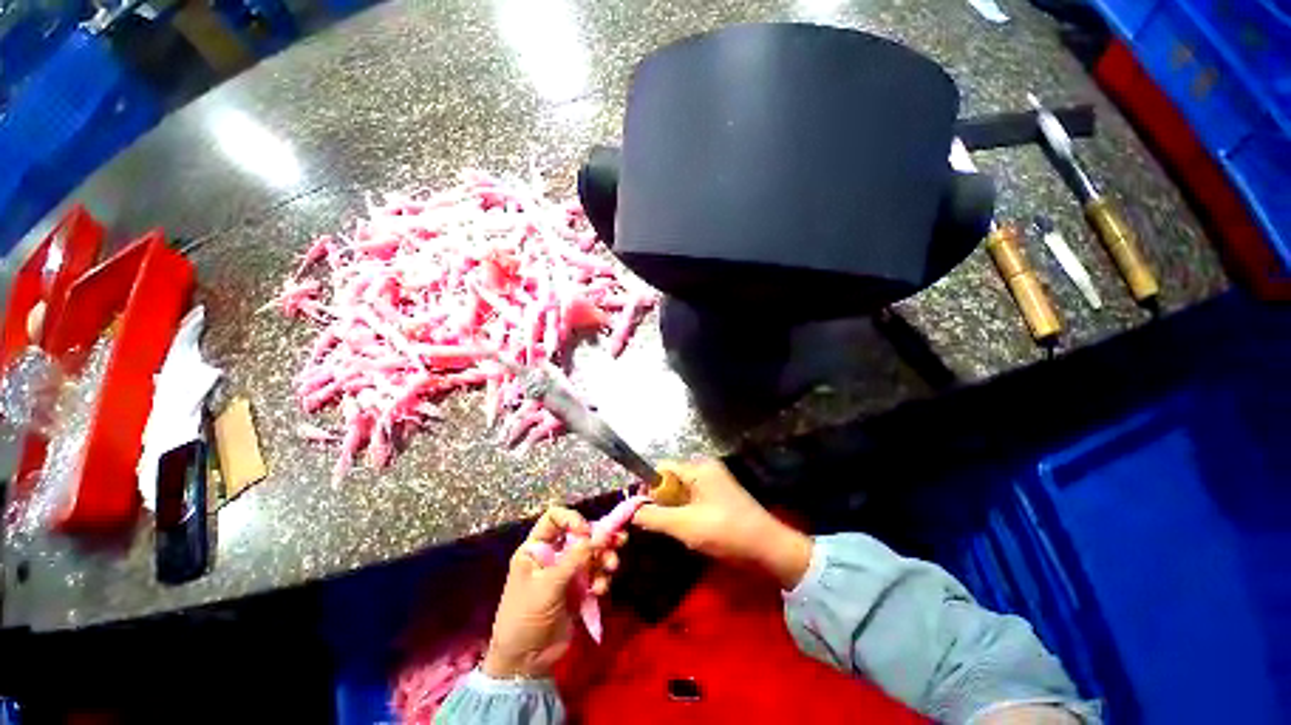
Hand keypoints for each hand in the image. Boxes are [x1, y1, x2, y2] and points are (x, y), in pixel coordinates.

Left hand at [482, 506, 624, 679]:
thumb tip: (596, 535)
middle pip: (580, 535)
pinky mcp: (578, 590)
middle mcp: (552, 555)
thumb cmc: (525, 618)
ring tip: (612, 566)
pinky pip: (595, 575)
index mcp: (536, 549)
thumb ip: (573, 560)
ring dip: (604, 558)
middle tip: (619, 540)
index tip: (586, 531)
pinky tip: (600, 590)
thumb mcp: (547, 587)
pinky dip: (601, 578)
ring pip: (591, 554)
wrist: (525, 664)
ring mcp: (566, 573)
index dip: (572, 519)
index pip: (554, 519)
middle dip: (599, 538)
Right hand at [632, 459, 812, 589]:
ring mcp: (714, 483)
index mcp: (698, 468)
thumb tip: (631, 512)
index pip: (661, 468)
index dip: (648, 488)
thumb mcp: (685, 526)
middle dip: (662, 502)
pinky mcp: (719, 497)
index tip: (641, 511)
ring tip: (677, 530)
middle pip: (671, 480)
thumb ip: (654, 517)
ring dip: (674, 511)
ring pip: (681, 493)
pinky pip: (693, 500)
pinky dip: (686, 514)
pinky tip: (691, 532)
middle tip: (660, 525)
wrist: (769, 549)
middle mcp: (706, 469)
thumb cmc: (726, 532)